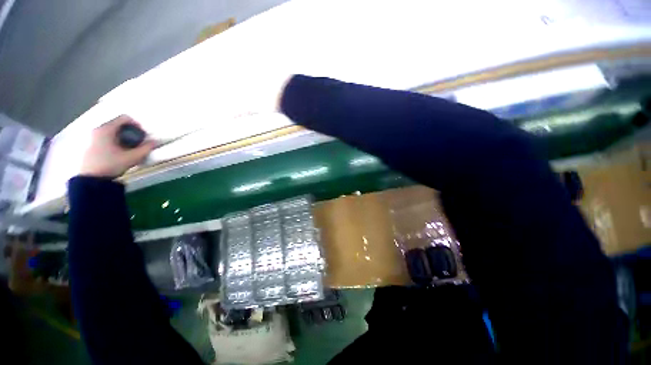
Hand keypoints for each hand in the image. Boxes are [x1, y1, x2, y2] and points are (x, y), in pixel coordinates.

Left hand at [80, 115, 154, 178]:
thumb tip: (155, 141)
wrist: (91, 179)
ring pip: (113, 131)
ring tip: (129, 148)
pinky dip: (116, 140)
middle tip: (138, 142)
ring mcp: (93, 136)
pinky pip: (107, 136)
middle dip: (130, 132)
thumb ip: (146, 148)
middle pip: (118, 124)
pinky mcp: (92, 143)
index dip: (137, 124)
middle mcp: (98, 129)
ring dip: (123, 137)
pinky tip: (119, 152)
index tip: (143, 134)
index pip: (124, 118)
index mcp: (106, 129)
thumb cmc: (111, 165)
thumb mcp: (132, 157)